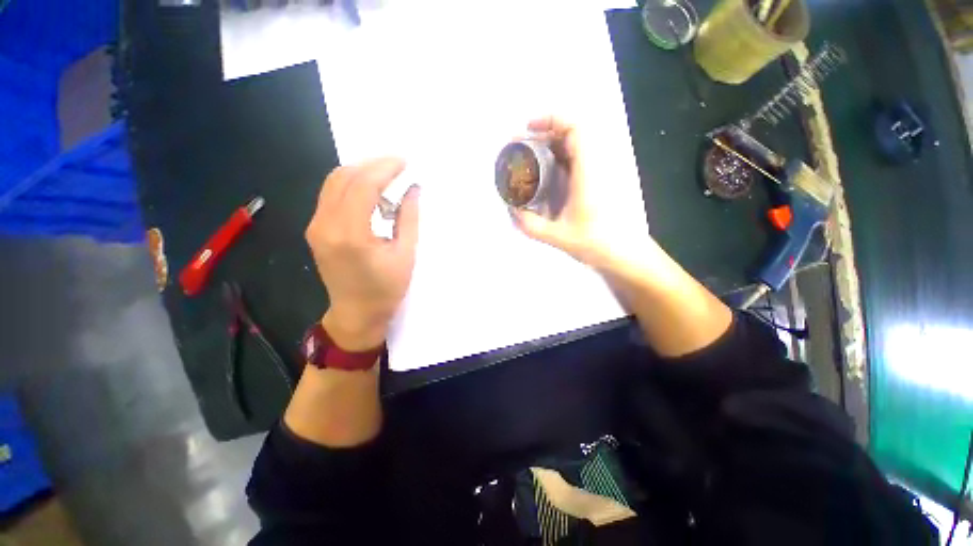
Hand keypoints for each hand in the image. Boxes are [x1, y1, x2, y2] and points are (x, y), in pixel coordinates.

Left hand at [305, 158, 418, 350]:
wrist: (356, 313)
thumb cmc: (386, 290)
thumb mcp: (405, 255)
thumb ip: (408, 218)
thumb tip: (412, 189)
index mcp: (351, 234)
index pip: (363, 185)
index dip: (385, 168)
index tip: (405, 162)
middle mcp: (326, 224)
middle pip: (344, 177)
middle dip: (373, 165)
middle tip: (398, 165)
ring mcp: (316, 226)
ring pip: (334, 182)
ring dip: (361, 172)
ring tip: (386, 175)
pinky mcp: (316, 229)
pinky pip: (331, 195)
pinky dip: (351, 185)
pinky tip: (370, 191)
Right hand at [513, 116, 618, 269]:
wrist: (622, 253)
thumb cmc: (595, 243)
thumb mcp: (558, 236)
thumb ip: (531, 225)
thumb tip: (512, 210)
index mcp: (587, 173)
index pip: (576, 129)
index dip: (552, 120)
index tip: (528, 128)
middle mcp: (593, 167)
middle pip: (570, 134)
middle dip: (542, 133)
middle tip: (519, 147)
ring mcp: (594, 173)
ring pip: (571, 147)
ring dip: (548, 146)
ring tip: (525, 158)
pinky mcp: (593, 182)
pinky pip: (573, 161)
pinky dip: (555, 159)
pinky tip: (541, 173)